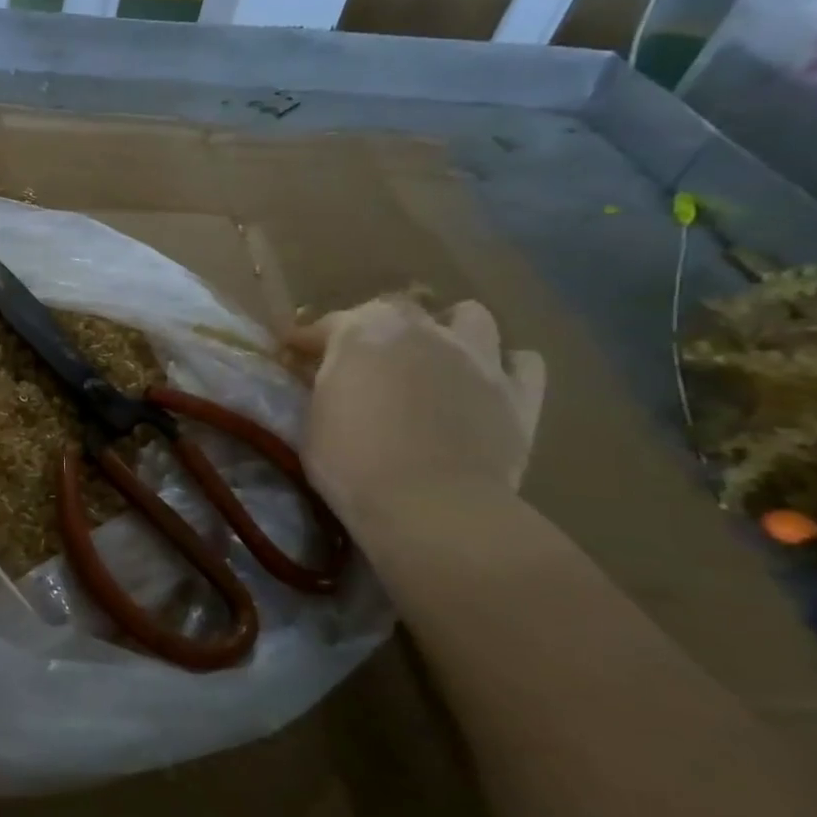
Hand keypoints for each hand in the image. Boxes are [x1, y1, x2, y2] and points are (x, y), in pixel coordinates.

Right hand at [285, 298, 545, 524]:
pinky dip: (503, 367)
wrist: (430, 506)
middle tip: (364, 361)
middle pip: (398, 310)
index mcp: (363, 331)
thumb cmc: (352, 462)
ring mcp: (477, 356)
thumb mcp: (313, 419)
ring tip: (434, 360)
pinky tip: (485, 385)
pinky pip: (522, 363)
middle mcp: (422, 329)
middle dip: (378, 328)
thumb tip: (321, 376)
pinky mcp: (519, 393)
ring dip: (449, 331)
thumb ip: (323, 386)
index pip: (327, 325)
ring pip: (470, 317)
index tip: (294, 356)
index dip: (308, 341)